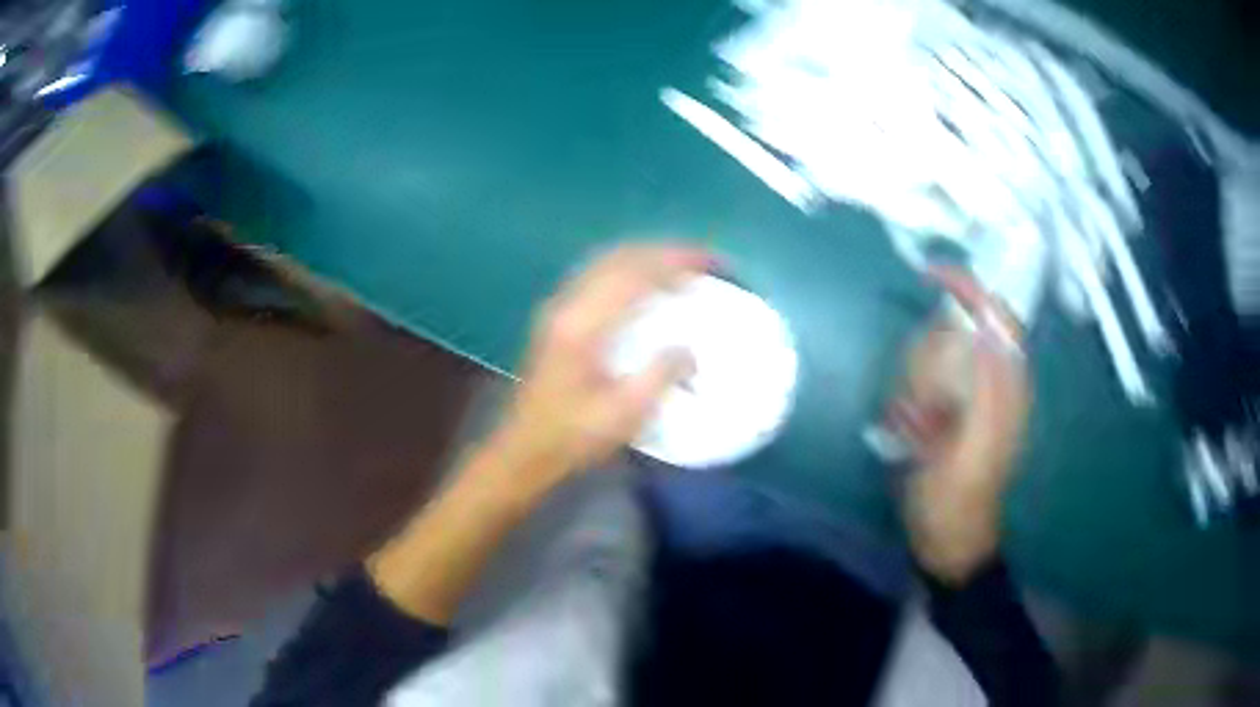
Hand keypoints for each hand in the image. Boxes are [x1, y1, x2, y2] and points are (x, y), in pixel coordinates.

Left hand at [489, 243, 710, 500]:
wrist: (525, 449)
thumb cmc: (573, 436)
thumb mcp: (624, 415)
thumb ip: (659, 376)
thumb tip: (689, 349)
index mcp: (583, 325)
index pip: (634, 274)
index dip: (675, 262)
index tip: (710, 264)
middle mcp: (568, 304)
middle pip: (620, 257)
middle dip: (664, 252)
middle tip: (703, 261)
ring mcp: (559, 307)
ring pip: (607, 261)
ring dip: (646, 257)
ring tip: (682, 266)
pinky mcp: (557, 316)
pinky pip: (598, 275)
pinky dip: (629, 269)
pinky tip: (646, 284)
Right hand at [891, 268, 1029, 583]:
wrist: (947, 539)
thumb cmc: (959, 498)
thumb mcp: (974, 447)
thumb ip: (989, 388)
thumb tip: (987, 327)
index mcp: (1009, 384)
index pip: (998, 314)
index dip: (971, 287)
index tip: (929, 274)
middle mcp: (995, 381)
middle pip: (960, 333)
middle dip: (931, 355)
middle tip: (918, 401)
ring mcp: (970, 397)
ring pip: (937, 357)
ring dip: (916, 383)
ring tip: (913, 426)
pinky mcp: (950, 412)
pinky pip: (923, 383)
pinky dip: (909, 399)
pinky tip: (908, 433)